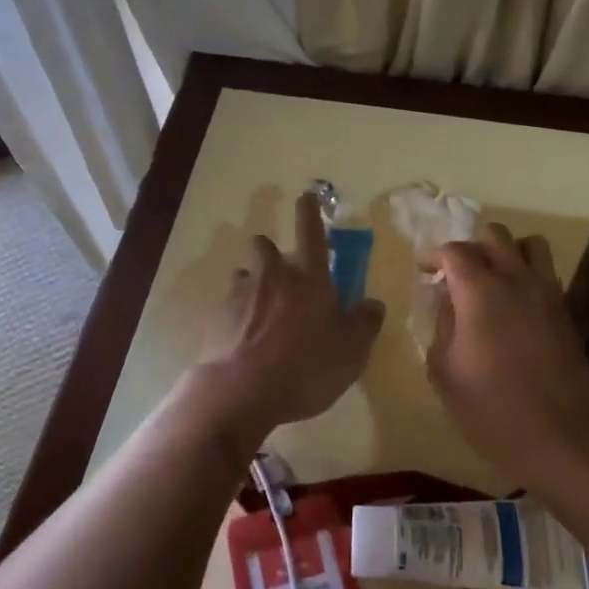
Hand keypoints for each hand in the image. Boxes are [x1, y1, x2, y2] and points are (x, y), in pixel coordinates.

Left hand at [192, 191, 384, 451]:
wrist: (242, 392)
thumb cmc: (306, 369)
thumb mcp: (351, 352)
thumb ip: (364, 324)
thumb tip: (373, 303)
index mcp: (309, 280)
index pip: (311, 234)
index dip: (309, 212)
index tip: (305, 196)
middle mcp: (272, 277)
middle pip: (265, 246)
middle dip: (271, 252)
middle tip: (281, 275)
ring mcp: (240, 294)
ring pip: (243, 275)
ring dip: (252, 285)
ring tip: (258, 312)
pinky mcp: (215, 317)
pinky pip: (227, 305)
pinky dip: (235, 315)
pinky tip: (241, 339)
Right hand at [429, 224, 588, 485]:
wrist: (561, 438)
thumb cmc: (491, 409)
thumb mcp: (444, 372)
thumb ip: (441, 325)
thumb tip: (448, 302)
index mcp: (480, 292)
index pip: (455, 250)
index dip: (435, 256)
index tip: (426, 273)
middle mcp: (516, 281)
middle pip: (495, 236)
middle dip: (471, 248)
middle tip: (457, 275)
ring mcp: (547, 293)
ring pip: (530, 245)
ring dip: (507, 252)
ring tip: (493, 279)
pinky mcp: (566, 311)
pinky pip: (545, 273)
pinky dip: (527, 274)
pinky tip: (515, 305)